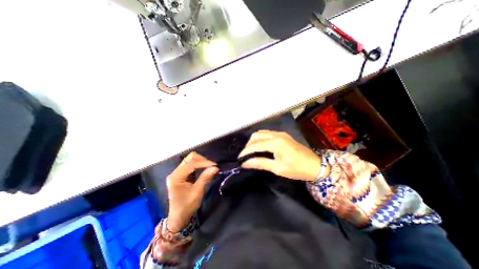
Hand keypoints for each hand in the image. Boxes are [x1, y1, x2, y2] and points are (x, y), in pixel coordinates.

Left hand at [165, 152, 216, 232]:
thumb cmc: (186, 206)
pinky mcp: (182, 174)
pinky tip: (205, 169)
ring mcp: (178, 172)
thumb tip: (215, 167)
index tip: (215, 166)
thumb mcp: (197, 192)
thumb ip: (205, 177)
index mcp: (176, 176)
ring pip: (191, 159)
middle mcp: (175, 172)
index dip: (204, 163)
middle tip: (212, 166)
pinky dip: (199, 165)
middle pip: (190, 158)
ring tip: (210, 167)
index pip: (191, 164)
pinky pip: (191, 164)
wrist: (178, 218)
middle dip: (202, 160)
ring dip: (201, 162)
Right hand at [238, 130, 320, 181]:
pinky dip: (260, 139)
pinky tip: (260, 147)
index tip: (239, 159)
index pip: (255, 145)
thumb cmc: (297, 169)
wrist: (315, 165)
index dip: (245, 152)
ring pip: (261, 133)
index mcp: (276, 143)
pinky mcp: (282, 135)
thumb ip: (260, 163)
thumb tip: (245, 163)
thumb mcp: (278, 168)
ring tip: (251, 152)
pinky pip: (267, 134)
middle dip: (248, 145)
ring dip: (254, 141)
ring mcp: (280, 133)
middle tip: (246, 156)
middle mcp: (277, 134)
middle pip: (256, 135)